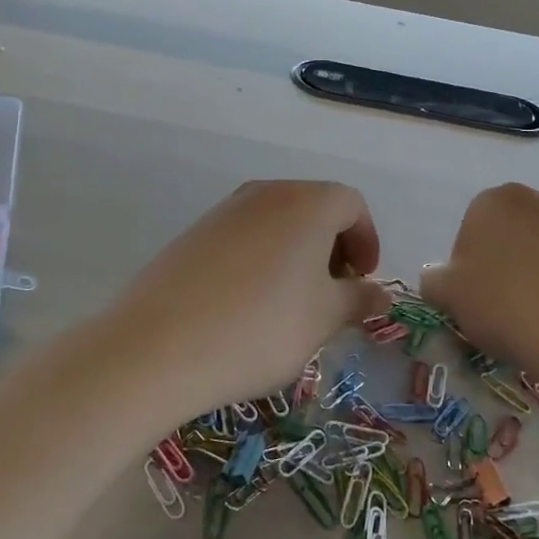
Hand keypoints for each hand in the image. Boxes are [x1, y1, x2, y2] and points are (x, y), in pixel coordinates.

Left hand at [93, 180, 390, 421]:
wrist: (159, 346)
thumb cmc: (260, 328)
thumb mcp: (323, 318)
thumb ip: (358, 299)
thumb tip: (380, 293)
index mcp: (306, 203)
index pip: (352, 204)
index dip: (366, 240)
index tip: (362, 281)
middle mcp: (266, 193)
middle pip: (314, 207)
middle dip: (333, 247)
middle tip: (332, 294)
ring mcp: (225, 210)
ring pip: (278, 222)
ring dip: (296, 253)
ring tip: (291, 304)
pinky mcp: (194, 233)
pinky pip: (244, 236)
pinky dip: (261, 259)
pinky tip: (248, 305)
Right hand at [421, 183, 538, 381]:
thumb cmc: (503, 304)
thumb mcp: (447, 296)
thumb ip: (434, 280)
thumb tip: (437, 277)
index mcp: (495, 199)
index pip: (470, 227)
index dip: (467, 265)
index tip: (473, 296)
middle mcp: (538, 200)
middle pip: (509, 234)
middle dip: (502, 263)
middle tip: (500, 305)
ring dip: (534, 274)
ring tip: (534, 317)